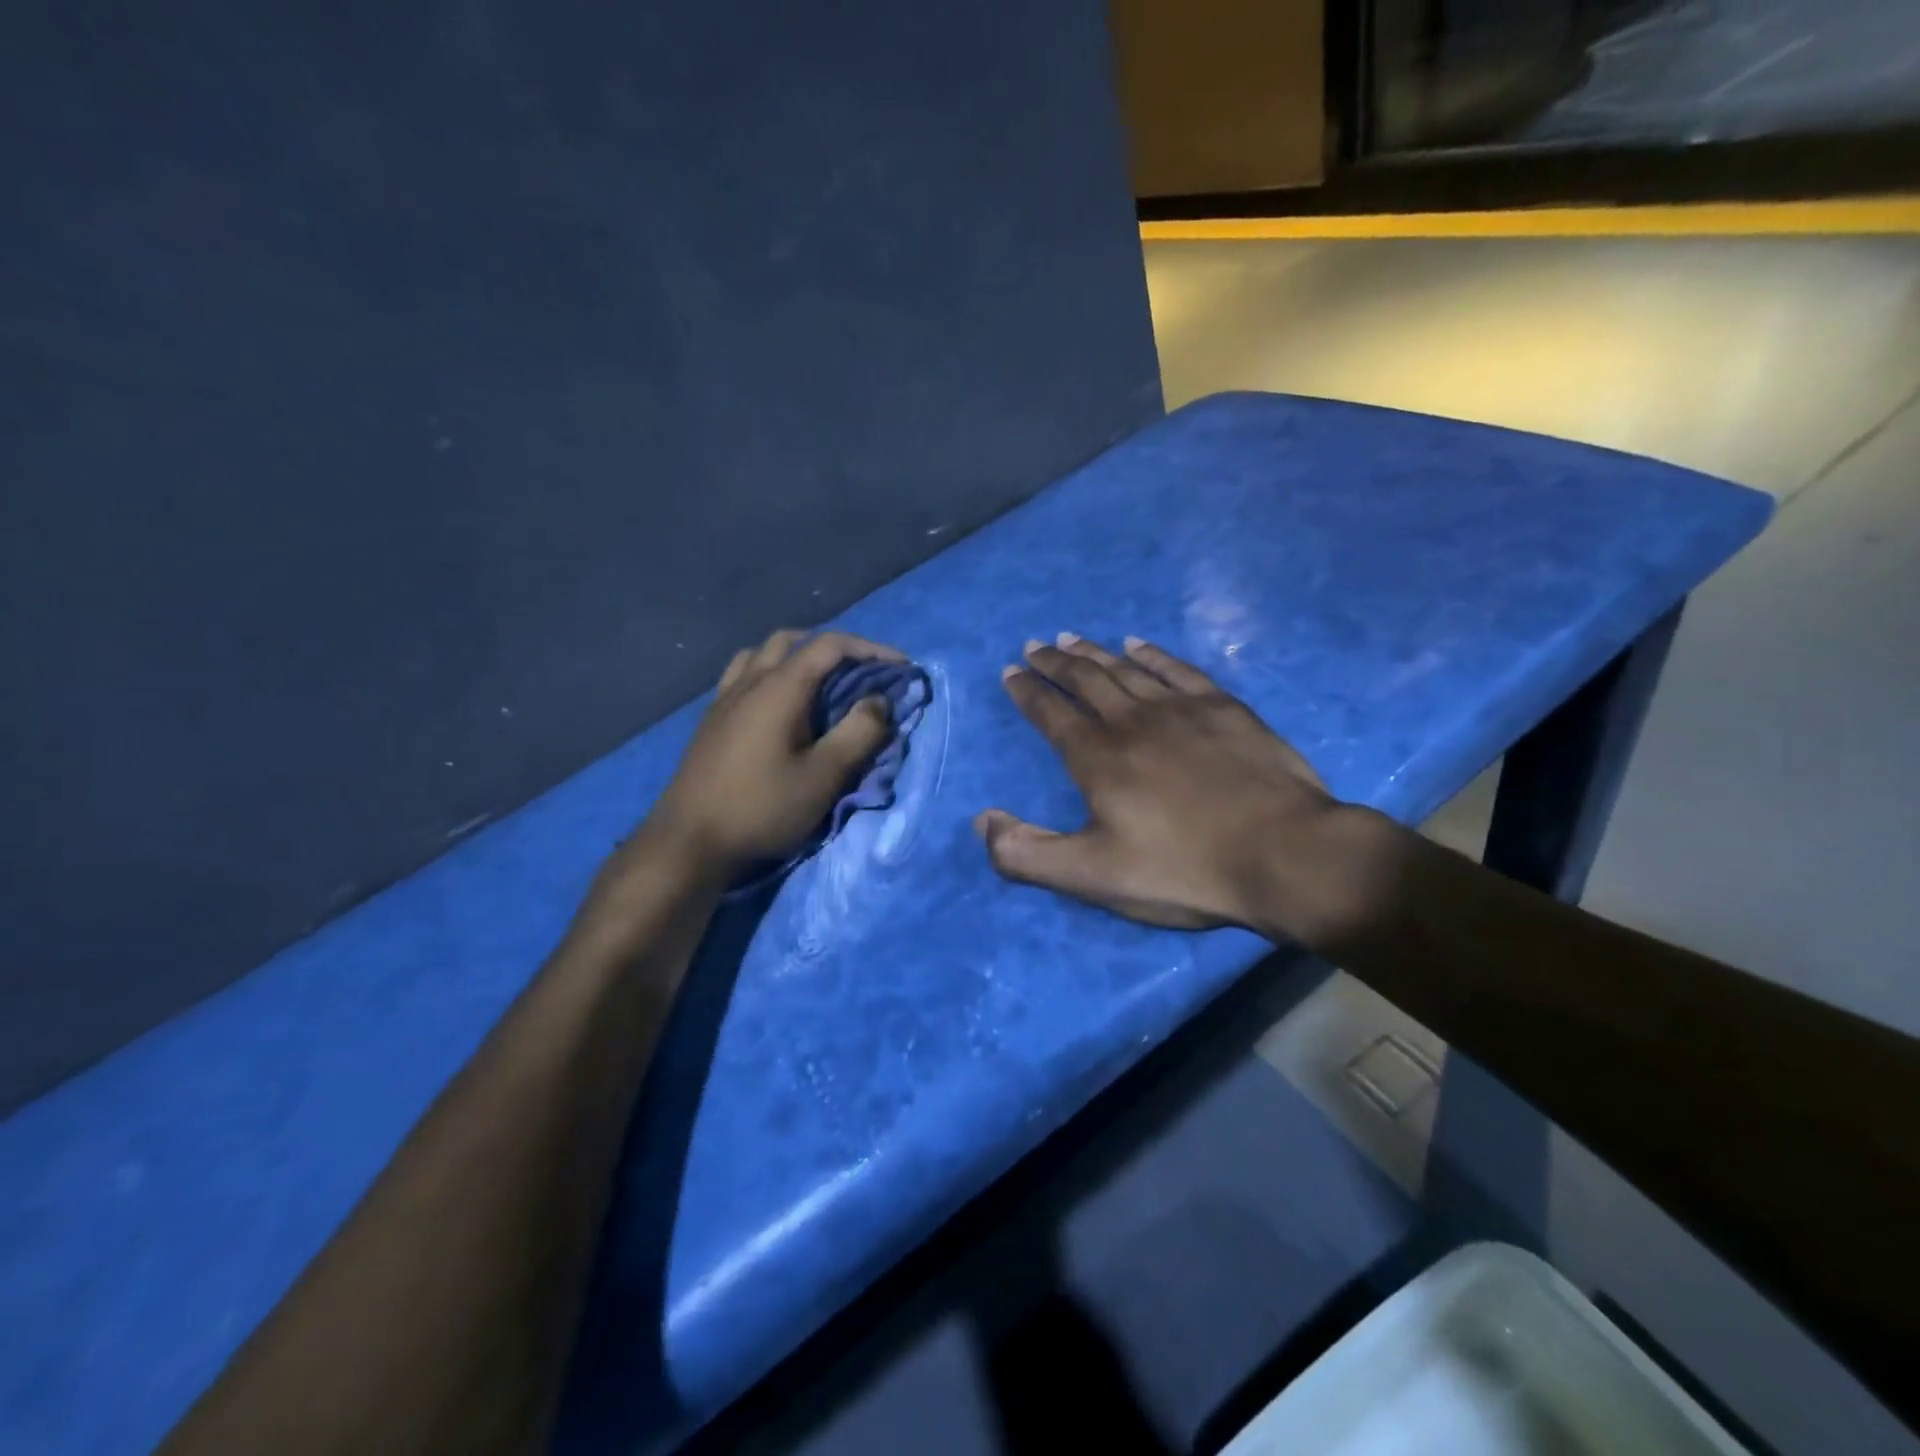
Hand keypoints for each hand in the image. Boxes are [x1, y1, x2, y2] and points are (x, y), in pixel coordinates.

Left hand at [638, 629, 905, 876]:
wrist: (689, 841)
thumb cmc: (763, 808)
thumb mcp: (824, 776)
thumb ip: (859, 733)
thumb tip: (880, 700)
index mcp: (780, 687)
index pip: (830, 646)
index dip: (871, 649)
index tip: (901, 667)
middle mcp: (749, 681)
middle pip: (792, 640)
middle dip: (833, 647)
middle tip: (860, 672)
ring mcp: (724, 699)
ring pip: (761, 654)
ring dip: (796, 656)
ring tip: (819, 682)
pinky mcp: (711, 720)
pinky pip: (742, 675)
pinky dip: (769, 673)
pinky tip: (777, 705)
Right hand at [975, 634, 1361, 940]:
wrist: (1284, 854)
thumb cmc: (1183, 869)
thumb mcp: (1092, 876)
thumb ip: (1027, 853)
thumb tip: (982, 820)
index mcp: (1097, 758)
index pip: (1051, 714)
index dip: (1027, 692)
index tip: (1011, 671)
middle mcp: (1132, 721)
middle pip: (1085, 680)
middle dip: (1054, 663)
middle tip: (1035, 645)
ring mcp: (1181, 709)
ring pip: (1126, 668)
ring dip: (1094, 652)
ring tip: (1071, 638)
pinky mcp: (1223, 708)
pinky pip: (1177, 668)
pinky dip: (1152, 653)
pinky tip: (1139, 642)